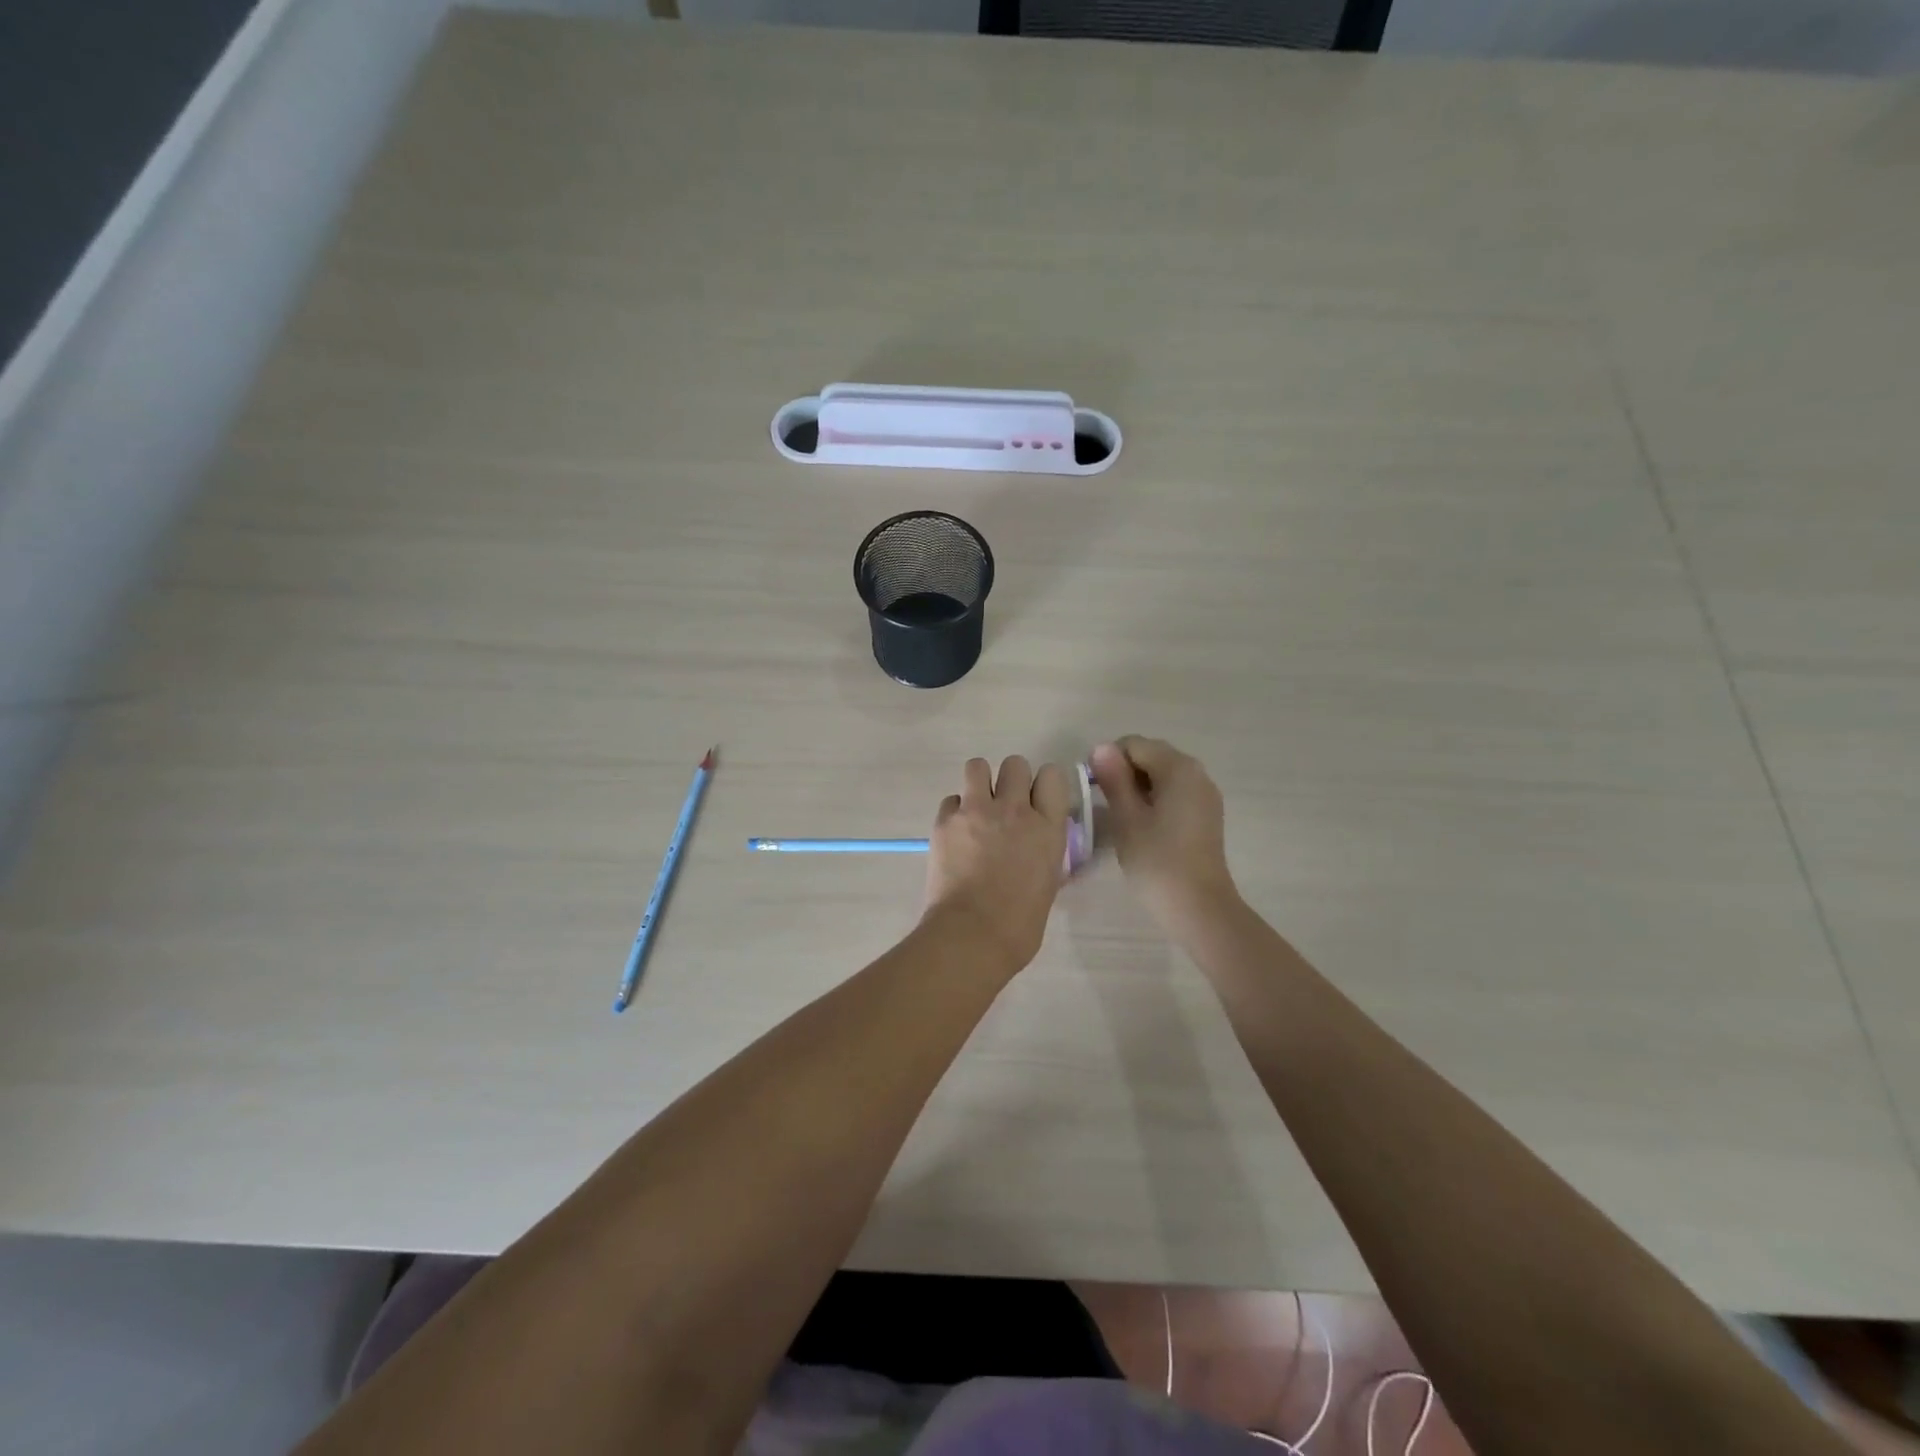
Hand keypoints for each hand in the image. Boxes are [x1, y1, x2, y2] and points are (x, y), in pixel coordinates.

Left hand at [923, 756, 1070, 974]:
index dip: (1044, 784)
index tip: (1038, 800)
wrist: (972, 935)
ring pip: (977, 766)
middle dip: (1011, 780)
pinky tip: (955, 833)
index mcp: (1047, 827)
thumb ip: (1045, 853)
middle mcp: (1014, 810)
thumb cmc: (1019, 924)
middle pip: (1015, 763)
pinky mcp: (945, 821)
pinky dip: (954, 811)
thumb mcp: (1048, 883)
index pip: (1052, 775)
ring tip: (977, 807)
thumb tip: (1038, 848)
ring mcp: (977, 811)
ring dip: (979, 782)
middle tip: (1005, 806)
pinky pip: (951, 799)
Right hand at [1090, 736, 1238, 937]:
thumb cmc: (1157, 861)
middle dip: (1123, 772)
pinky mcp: (1206, 814)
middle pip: (1151, 755)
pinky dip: (1154, 799)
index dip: (1107, 760)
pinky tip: (1142, 826)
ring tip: (1121, 817)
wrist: (1199, 907)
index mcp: (1178, 768)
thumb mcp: (1127, 818)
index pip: (1133, 744)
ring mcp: (1205, 794)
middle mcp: (1197, 772)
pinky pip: (1174, 792)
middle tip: (1104, 805)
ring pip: (1162, 775)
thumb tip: (1101, 747)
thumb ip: (1114, 778)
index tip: (1092, 790)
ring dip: (1137, 787)